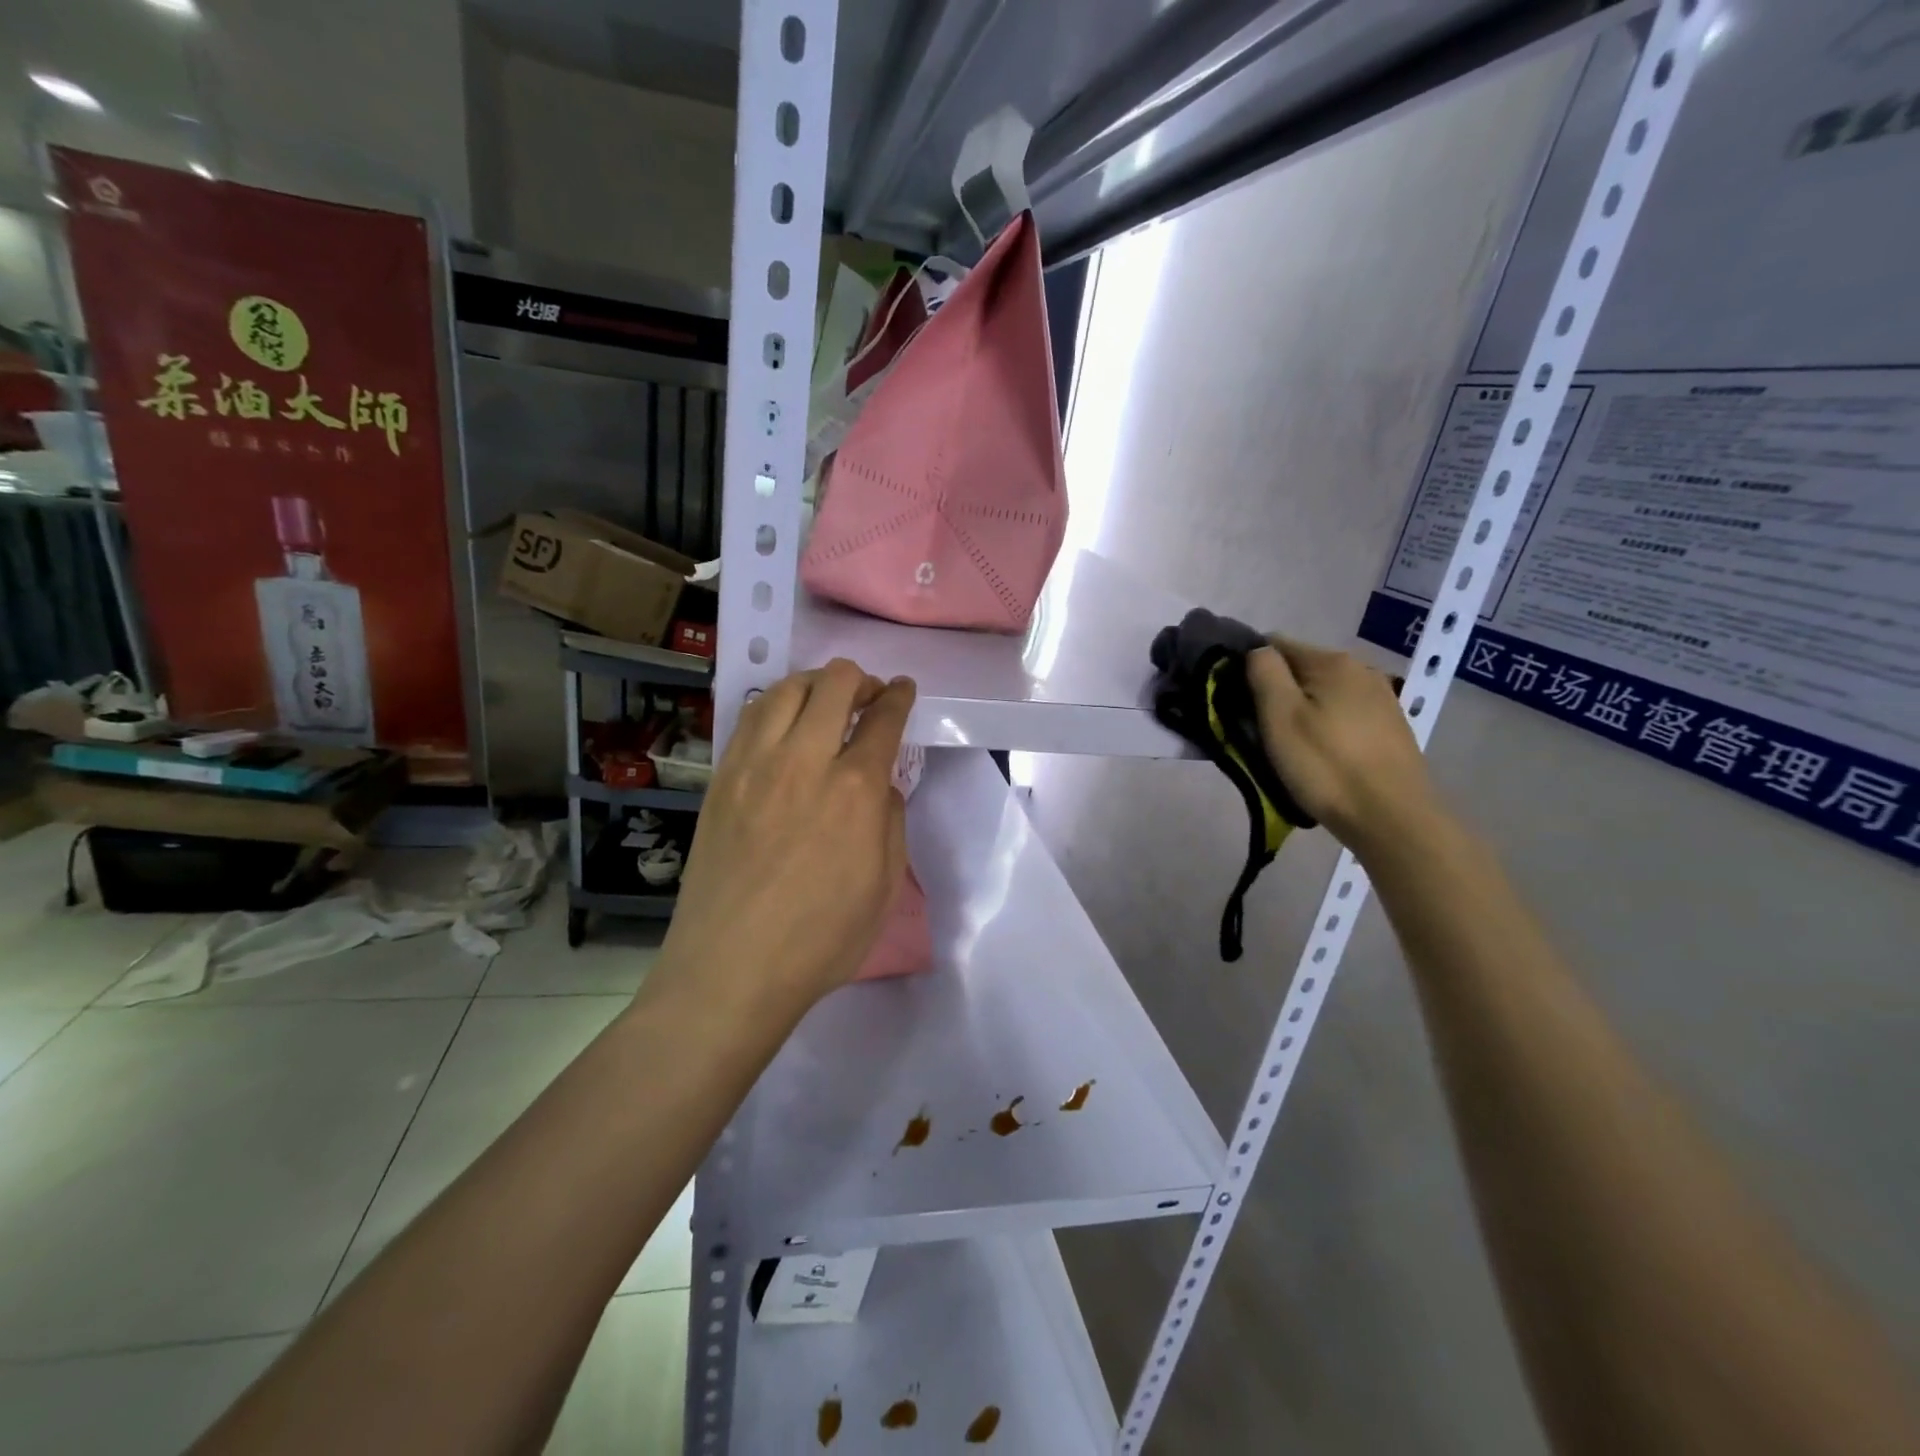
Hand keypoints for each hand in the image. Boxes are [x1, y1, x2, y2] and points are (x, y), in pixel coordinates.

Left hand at [658, 659, 915, 1009]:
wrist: (731, 968)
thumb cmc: (821, 939)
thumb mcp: (883, 886)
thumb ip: (889, 820)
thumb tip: (880, 783)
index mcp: (855, 789)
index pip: (883, 718)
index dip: (899, 696)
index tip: (904, 689)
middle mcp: (805, 760)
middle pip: (835, 684)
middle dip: (861, 680)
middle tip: (870, 697)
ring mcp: (755, 765)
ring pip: (786, 689)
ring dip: (816, 683)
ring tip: (826, 701)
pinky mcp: (721, 777)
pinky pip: (750, 717)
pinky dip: (776, 705)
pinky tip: (783, 723)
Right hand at [1246, 637, 1441, 856]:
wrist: (1392, 818)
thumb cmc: (1326, 766)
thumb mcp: (1280, 717)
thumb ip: (1263, 672)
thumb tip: (1255, 650)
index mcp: (1332, 662)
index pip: (1274, 644)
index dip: (1248, 669)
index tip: (1236, 703)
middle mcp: (1361, 669)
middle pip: (1300, 669)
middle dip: (1276, 693)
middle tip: (1260, 732)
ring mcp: (1381, 698)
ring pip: (1323, 694)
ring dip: (1302, 712)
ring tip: (1290, 748)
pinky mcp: (1390, 727)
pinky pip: (1344, 715)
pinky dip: (1325, 727)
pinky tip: (1322, 756)